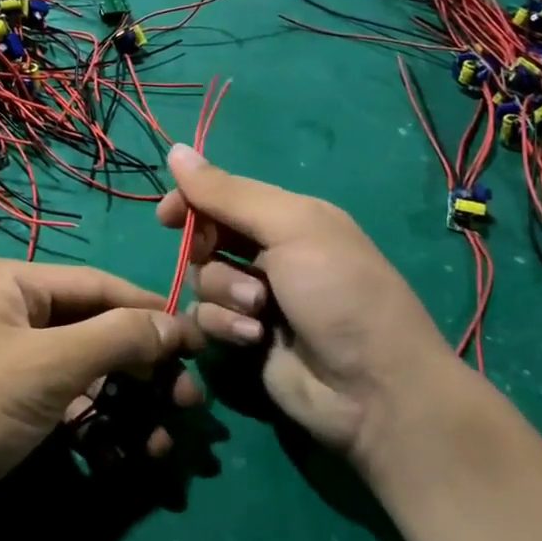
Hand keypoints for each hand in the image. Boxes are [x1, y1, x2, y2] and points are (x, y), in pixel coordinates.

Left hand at [0, 258, 203, 522]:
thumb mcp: (48, 365)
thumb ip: (117, 338)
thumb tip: (177, 322)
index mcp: (12, 282)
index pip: (99, 286)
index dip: (152, 314)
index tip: (200, 344)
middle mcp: (10, 312)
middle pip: (96, 332)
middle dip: (143, 372)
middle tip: (188, 407)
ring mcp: (7, 361)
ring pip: (84, 375)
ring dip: (126, 409)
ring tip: (162, 447)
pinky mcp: (6, 406)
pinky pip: (63, 406)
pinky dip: (93, 430)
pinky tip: (116, 461)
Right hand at [155, 145, 460, 473]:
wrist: (374, 389)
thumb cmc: (339, 293)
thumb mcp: (291, 229)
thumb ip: (230, 193)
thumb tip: (176, 150)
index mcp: (290, 218)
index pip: (224, 195)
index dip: (192, 200)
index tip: (167, 216)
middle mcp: (272, 253)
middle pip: (208, 237)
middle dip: (207, 249)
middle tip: (212, 256)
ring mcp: (258, 298)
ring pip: (204, 279)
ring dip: (224, 291)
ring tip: (259, 311)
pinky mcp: (246, 337)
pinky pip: (208, 318)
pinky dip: (224, 325)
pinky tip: (253, 337)